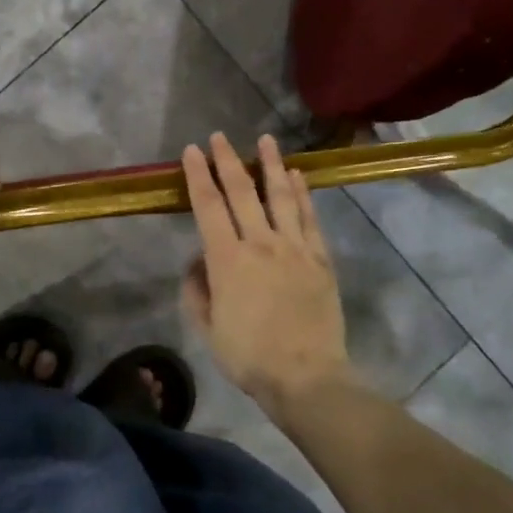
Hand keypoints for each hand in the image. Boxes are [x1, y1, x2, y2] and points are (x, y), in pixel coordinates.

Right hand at [181, 132, 354, 421]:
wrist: (305, 375)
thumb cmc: (248, 355)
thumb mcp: (207, 327)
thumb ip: (197, 290)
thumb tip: (200, 262)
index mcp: (227, 260)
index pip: (208, 206)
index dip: (198, 176)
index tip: (192, 151)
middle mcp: (260, 243)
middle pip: (242, 192)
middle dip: (228, 160)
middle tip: (219, 136)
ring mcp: (294, 248)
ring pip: (281, 196)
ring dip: (271, 165)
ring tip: (266, 140)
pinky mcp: (320, 259)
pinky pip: (310, 218)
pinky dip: (303, 193)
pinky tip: (298, 176)